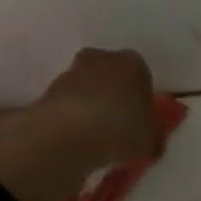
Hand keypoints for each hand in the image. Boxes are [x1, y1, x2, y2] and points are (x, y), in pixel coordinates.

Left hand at [24, 47, 161, 170]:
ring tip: (94, 138)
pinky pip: (68, 104)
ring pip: (88, 88)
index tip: (140, 122)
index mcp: (133, 63)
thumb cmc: (119, 130)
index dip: (142, 100)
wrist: (65, 135)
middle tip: (118, 127)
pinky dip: (72, 117)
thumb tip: (151, 141)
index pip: (142, 76)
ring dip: (91, 106)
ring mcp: (71, 72)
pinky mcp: (48, 90)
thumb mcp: (149, 142)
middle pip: (112, 76)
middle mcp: (102, 58)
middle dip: (115, 96)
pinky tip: (75, 139)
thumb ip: (153, 137)